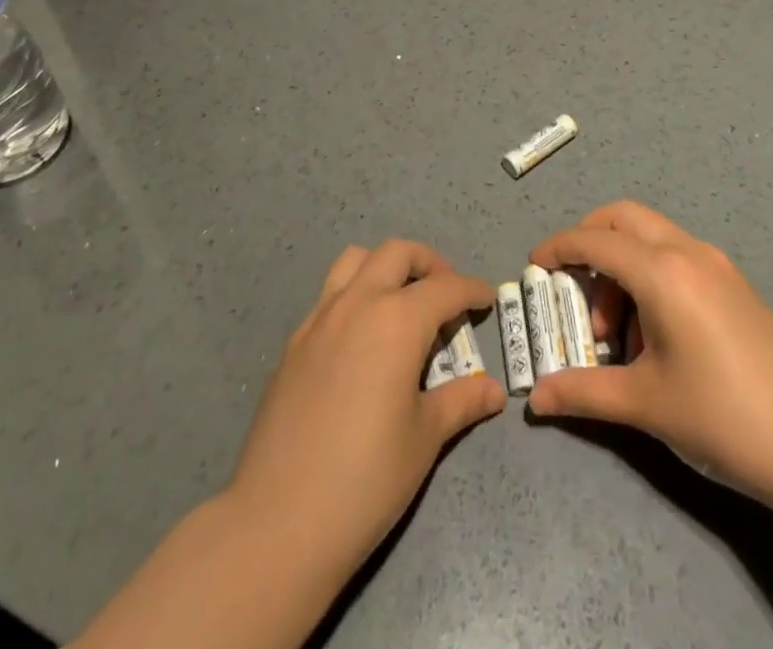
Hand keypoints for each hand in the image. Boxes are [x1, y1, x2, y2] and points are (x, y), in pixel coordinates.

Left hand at [228, 239, 505, 579]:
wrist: (279, 520)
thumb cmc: (366, 479)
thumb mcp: (424, 438)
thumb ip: (461, 401)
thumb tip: (493, 391)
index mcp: (396, 320)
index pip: (445, 288)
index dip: (471, 290)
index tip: (487, 298)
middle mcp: (357, 303)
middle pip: (397, 253)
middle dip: (429, 263)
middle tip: (446, 296)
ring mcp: (319, 318)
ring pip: (355, 260)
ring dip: (384, 267)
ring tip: (401, 304)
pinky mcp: (294, 342)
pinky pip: (329, 295)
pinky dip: (354, 296)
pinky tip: (362, 341)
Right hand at [528, 201, 772, 513]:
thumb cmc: (722, 418)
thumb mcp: (645, 405)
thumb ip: (583, 392)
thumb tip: (535, 400)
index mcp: (663, 273)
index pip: (595, 241)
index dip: (558, 248)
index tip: (533, 265)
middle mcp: (689, 253)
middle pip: (623, 217)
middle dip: (588, 239)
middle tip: (571, 283)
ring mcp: (718, 265)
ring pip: (652, 237)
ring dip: (622, 266)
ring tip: (617, 336)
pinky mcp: (736, 284)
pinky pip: (678, 257)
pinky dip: (651, 275)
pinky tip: (655, 335)